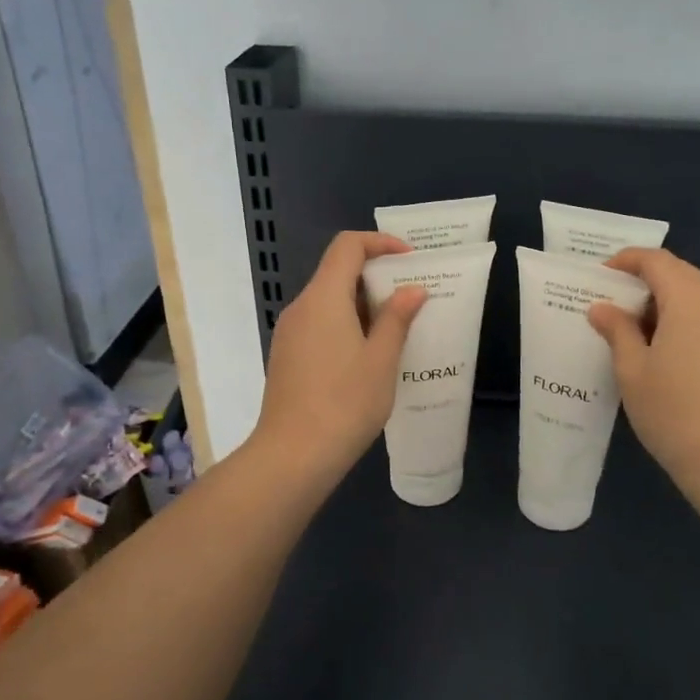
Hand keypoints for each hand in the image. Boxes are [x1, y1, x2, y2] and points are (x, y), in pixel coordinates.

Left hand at [252, 231, 426, 488]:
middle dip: (376, 277)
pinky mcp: (286, 356)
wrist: (293, 456)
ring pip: (328, 301)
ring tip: (396, 328)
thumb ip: (397, 319)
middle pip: (337, 272)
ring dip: (362, 304)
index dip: (380, 243)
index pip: (347, 246)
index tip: (409, 259)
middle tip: (411, 297)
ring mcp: (289, 333)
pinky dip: (345, 324)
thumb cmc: (345, 403)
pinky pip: (319, 324)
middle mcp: (301, 307)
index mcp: (323, 298)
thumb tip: (412, 289)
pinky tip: (368, 354)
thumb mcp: (381, 360)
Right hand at [587, 248, 699, 508]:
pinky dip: (690, 323)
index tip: (601, 275)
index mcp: (691, 300)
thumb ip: (617, 331)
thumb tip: (602, 307)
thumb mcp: (632, 371)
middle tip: (615, 306)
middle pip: (682, 275)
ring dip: (669, 305)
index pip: (657, 261)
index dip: (627, 260)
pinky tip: (672, 355)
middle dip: (647, 283)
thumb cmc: (675, 414)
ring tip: (639, 333)